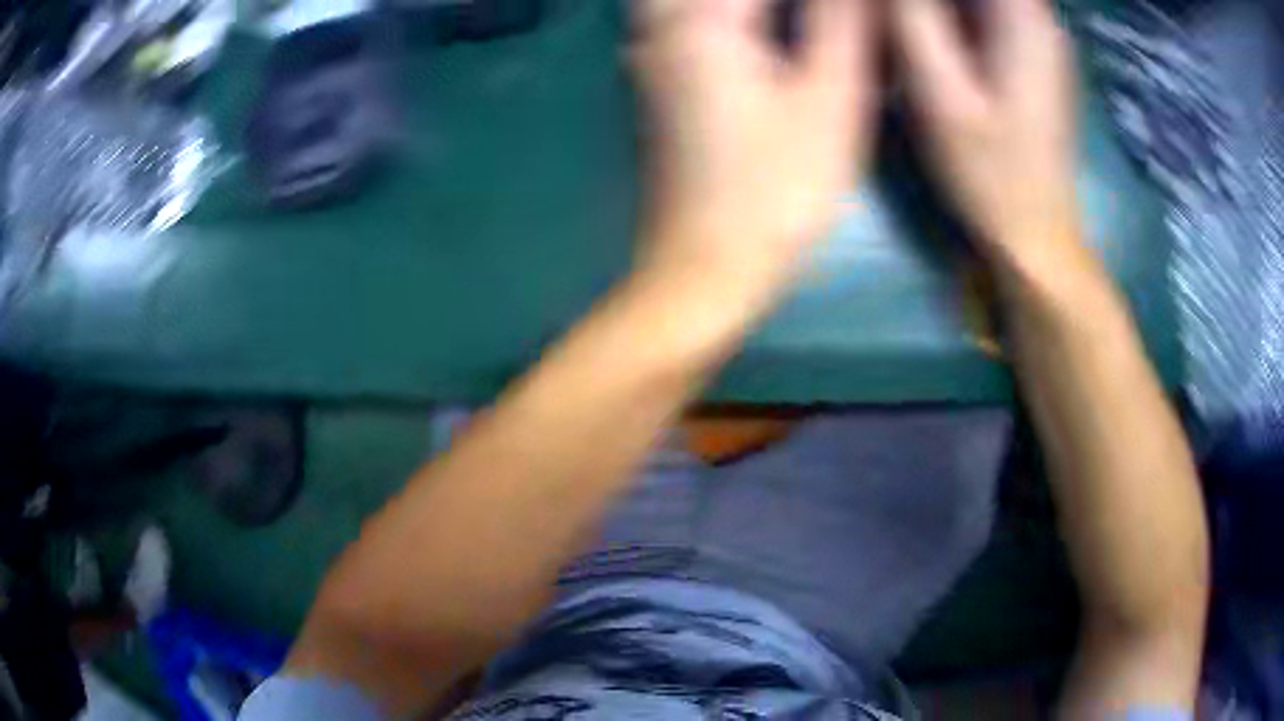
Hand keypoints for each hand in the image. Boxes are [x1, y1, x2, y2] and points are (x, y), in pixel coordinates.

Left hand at [632, 0, 874, 290]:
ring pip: (680, 2)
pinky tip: (759, 36)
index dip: (828, 1)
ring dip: (751, 13)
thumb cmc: (777, 190)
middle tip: (829, 23)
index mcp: (703, 19)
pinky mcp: (653, 82)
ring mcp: (649, 54)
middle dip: (793, 8)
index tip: (856, 16)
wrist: (705, 266)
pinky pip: (676, 19)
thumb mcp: (830, 99)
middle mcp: (662, 25)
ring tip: (798, 28)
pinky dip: (717, 17)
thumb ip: (843, 22)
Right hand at [892, 0, 1081, 275]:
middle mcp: (1039, 17)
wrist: (1035, 233)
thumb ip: (913, 20)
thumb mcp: (941, 95)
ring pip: (984, 1)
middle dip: (928, 5)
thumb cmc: (990, 173)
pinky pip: (987, 12)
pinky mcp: (1030, 54)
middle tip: (897, 22)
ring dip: (938, 12)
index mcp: (1024, 18)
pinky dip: (955, 17)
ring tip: (906, 30)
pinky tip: (931, 38)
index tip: (896, 10)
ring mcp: (1038, 36)